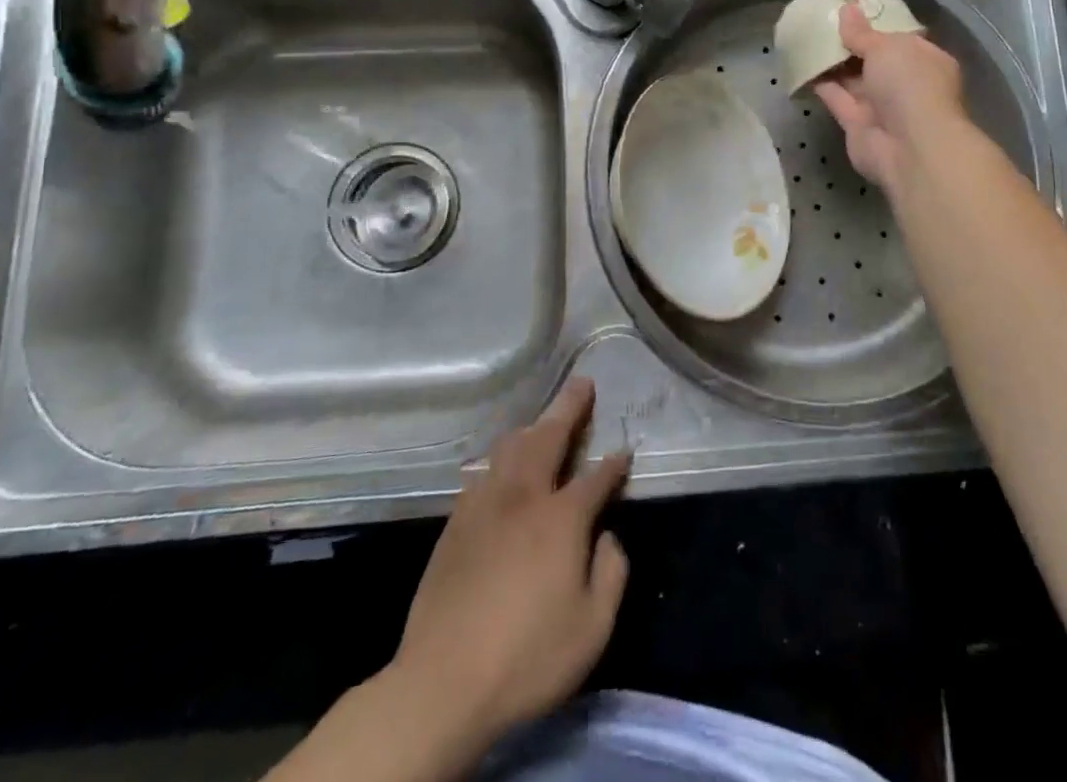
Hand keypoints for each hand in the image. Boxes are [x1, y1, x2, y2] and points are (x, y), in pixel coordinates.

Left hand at [400, 378, 629, 747]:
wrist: (442, 683)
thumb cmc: (527, 657)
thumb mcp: (592, 629)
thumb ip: (612, 573)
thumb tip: (608, 536)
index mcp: (561, 518)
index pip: (596, 477)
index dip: (614, 464)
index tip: (624, 451)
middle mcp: (524, 497)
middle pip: (549, 437)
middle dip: (569, 407)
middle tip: (582, 383)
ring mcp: (485, 506)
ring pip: (510, 448)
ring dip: (532, 427)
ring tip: (543, 420)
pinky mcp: (455, 524)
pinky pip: (483, 474)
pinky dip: (500, 460)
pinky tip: (501, 468)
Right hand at [814, 3, 967, 192]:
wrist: (909, 146)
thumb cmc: (909, 85)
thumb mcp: (886, 47)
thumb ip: (862, 33)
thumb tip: (847, 10)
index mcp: (925, 60)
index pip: (900, 39)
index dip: (877, 25)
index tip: (852, 11)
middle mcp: (905, 84)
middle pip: (874, 60)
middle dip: (852, 45)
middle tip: (822, 22)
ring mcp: (882, 107)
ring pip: (854, 80)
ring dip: (833, 63)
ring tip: (807, 38)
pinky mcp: (857, 124)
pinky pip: (837, 98)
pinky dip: (821, 84)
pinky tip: (801, 65)